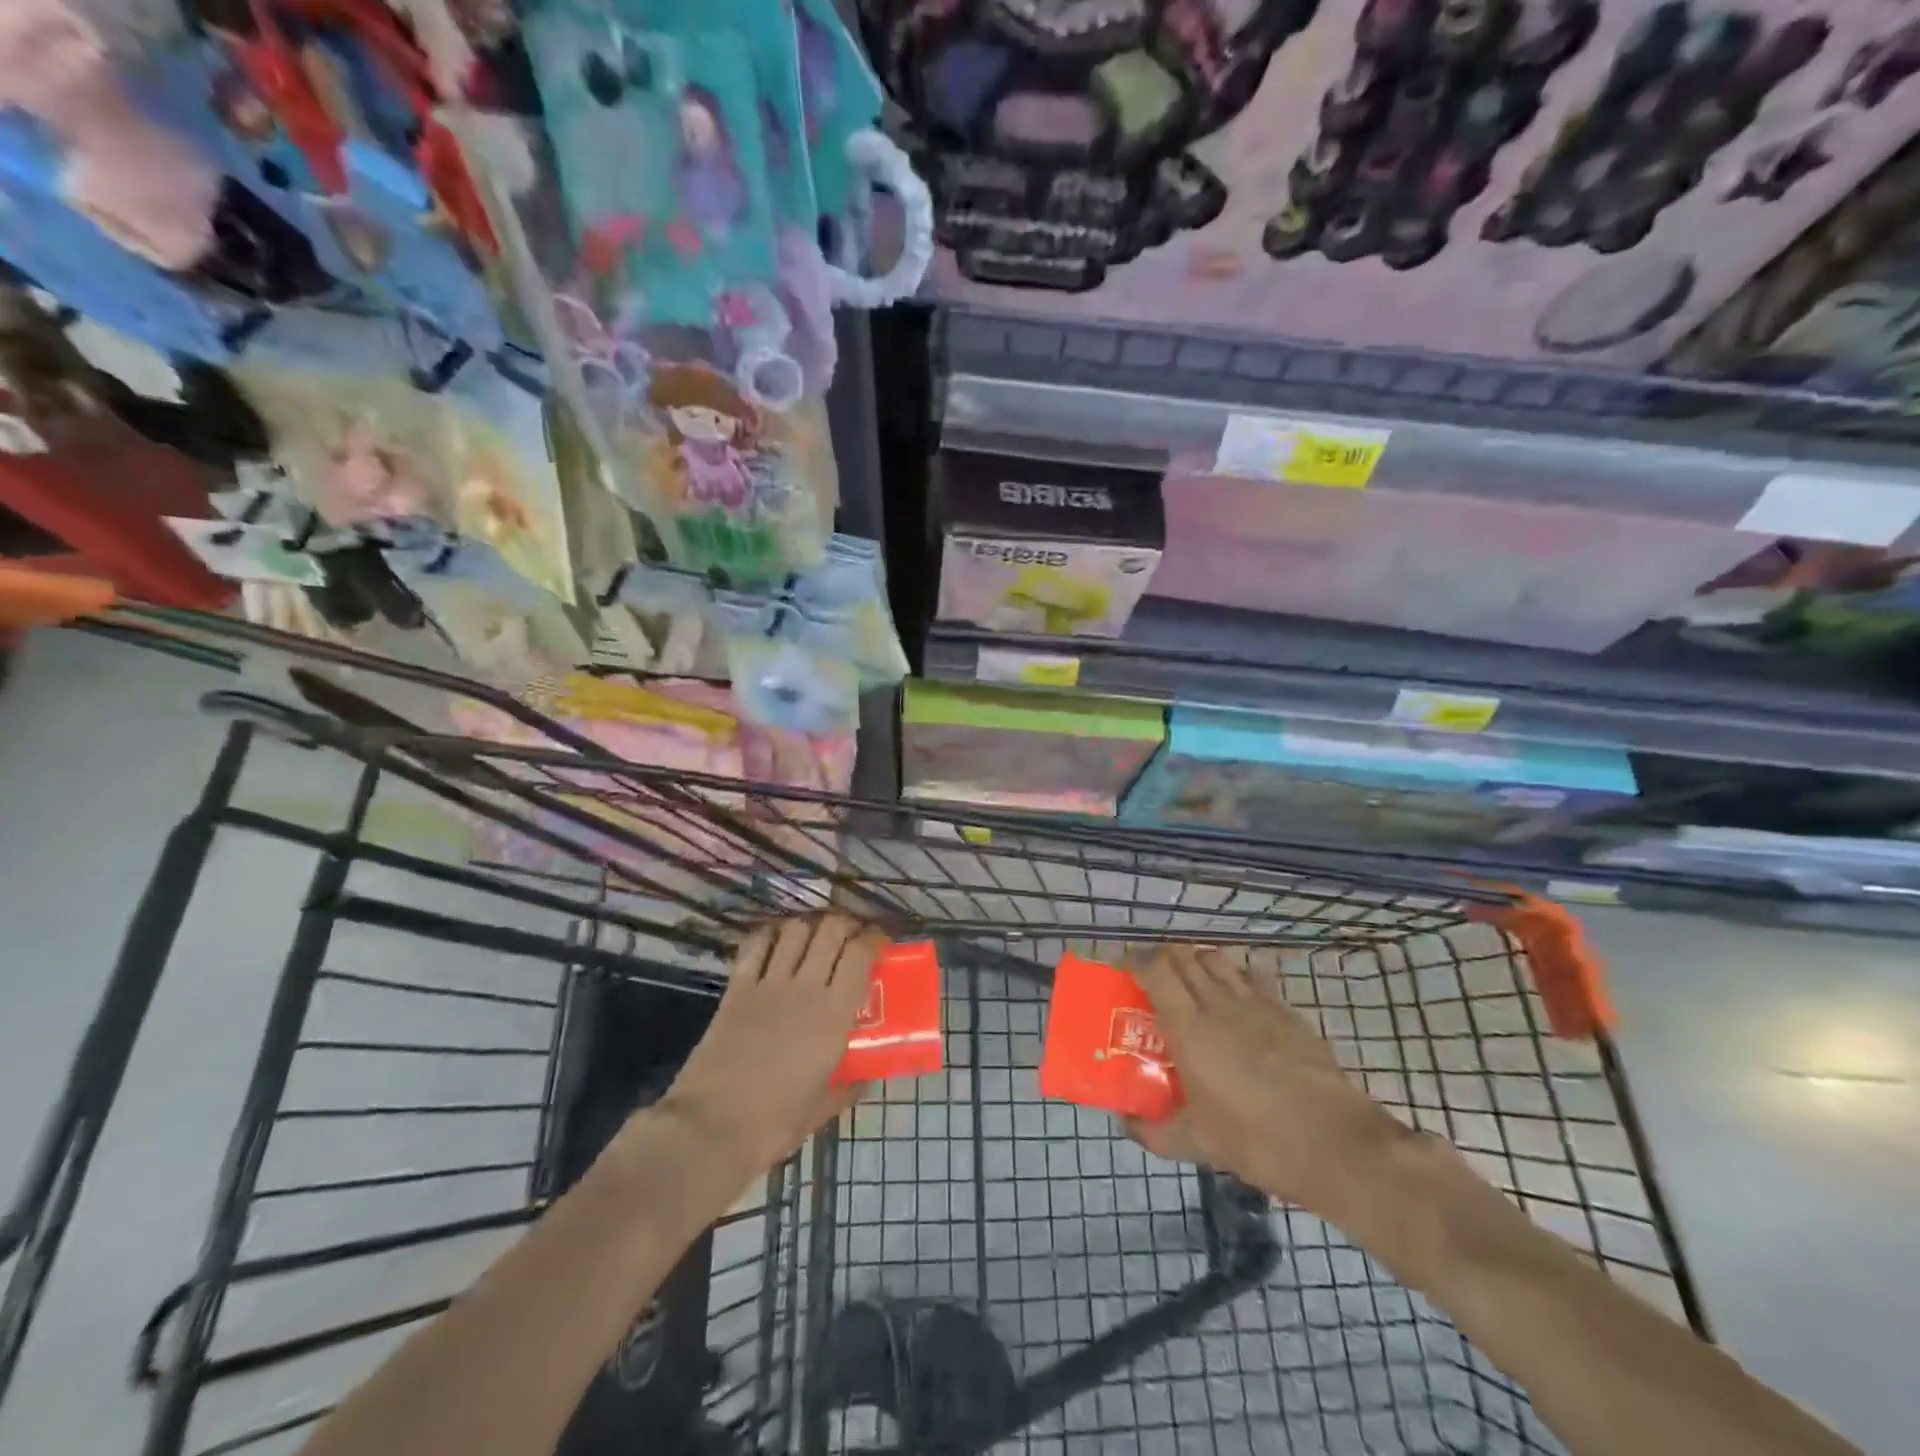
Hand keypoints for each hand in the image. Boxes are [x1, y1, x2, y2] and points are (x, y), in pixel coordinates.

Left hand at [655, 913, 884, 1181]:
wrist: (710, 1129)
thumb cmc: (773, 1124)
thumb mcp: (822, 1109)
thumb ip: (848, 1087)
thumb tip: (866, 1077)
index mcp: (833, 1016)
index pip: (860, 954)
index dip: (873, 939)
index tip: (880, 942)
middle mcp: (805, 988)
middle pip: (831, 929)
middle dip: (846, 924)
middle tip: (851, 936)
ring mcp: (768, 984)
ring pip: (795, 929)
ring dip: (810, 926)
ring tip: (815, 937)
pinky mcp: (736, 989)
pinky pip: (756, 944)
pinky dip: (770, 934)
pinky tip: (776, 941)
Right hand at [1127, 946, 1413, 1221]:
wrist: (1334, 1143)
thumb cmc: (1256, 1139)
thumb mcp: (1197, 1143)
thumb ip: (1154, 1131)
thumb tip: (1126, 1123)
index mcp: (1189, 1026)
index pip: (1155, 969)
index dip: (1136, 959)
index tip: (1124, 968)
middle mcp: (1218, 1003)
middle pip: (1185, 955)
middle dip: (1164, 957)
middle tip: (1155, 977)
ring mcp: (1257, 1003)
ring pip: (1219, 959)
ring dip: (1199, 961)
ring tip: (1194, 982)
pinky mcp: (1288, 1012)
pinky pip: (1256, 977)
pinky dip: (1239, 976)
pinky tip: (1240, 996)